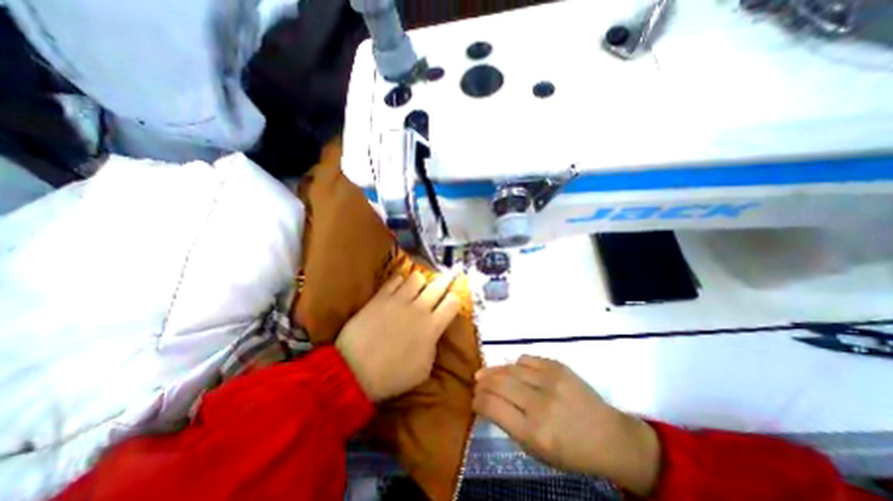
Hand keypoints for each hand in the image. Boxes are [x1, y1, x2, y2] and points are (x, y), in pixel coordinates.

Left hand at [336, 270, 460, 402]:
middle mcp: (419, 308)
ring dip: (420, 282)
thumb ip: (433, 346)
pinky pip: (395, 280)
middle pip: (438, 284)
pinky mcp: (380, 297)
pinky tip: (398, 288)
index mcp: (432, 327)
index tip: (452, 300)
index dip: (455, 299)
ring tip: (417, 287)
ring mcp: (398, 300)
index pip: (453, 303)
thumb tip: (433, 332)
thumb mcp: (423, 370)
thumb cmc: (391, 376)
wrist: (353, 372)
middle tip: (447, 278)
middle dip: (445, 280)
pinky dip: (399, 282)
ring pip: (417, 277)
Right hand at [474, 357, 661, 496]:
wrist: (609, 436)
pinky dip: (516, 365)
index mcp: (534, 432)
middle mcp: (540, 403)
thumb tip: (487, 401)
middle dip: (482, 382)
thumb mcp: (536, 450)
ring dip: (494, 370)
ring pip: (510, 368)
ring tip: (488, 373)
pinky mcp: (558, 366)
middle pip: (498, 382)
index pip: (492, 407)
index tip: (474, 400)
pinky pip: (526, 359)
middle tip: (477, 382)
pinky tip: (515, 371)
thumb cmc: (570, 451)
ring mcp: (551, 380)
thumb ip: (509, 424)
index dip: (477, 401)